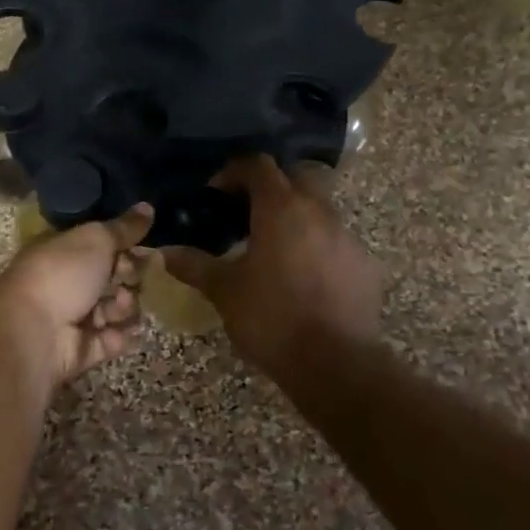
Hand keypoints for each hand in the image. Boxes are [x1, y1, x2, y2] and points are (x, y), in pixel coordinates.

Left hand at [0, 205, 153, 387]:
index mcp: (63, 252)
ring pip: (115, 310)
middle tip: (128, 278)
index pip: (102, 247)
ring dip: (124, 307)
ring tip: (117, 307)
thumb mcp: (95, 240)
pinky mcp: (81, 350)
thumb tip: (148, 207)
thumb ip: (124, 228)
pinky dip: (117, 337)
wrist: (31, 332)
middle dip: (128, 278)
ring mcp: (73, 319)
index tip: (143, 249)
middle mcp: (66, 283)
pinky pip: (110, 341)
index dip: (125, 247)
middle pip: (112, 278)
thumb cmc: (61, 275)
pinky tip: (119, 332)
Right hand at [165, 156, 380, 386]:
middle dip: (270, 187)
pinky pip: (337, 241)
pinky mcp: (365, 265)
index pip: (258, 165)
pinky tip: (303, 277)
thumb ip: (194, 265)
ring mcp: (347, 237)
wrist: (334, 364)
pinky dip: (317, 246)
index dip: (233, 172)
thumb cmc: (271, 319)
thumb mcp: (224, 291)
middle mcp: (319, 212)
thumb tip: (164, 252)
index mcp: (281, 209)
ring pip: (320, 208)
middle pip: (295, 176)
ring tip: (273, 248)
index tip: (215, 195)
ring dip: (295, 216)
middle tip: (245, 214)